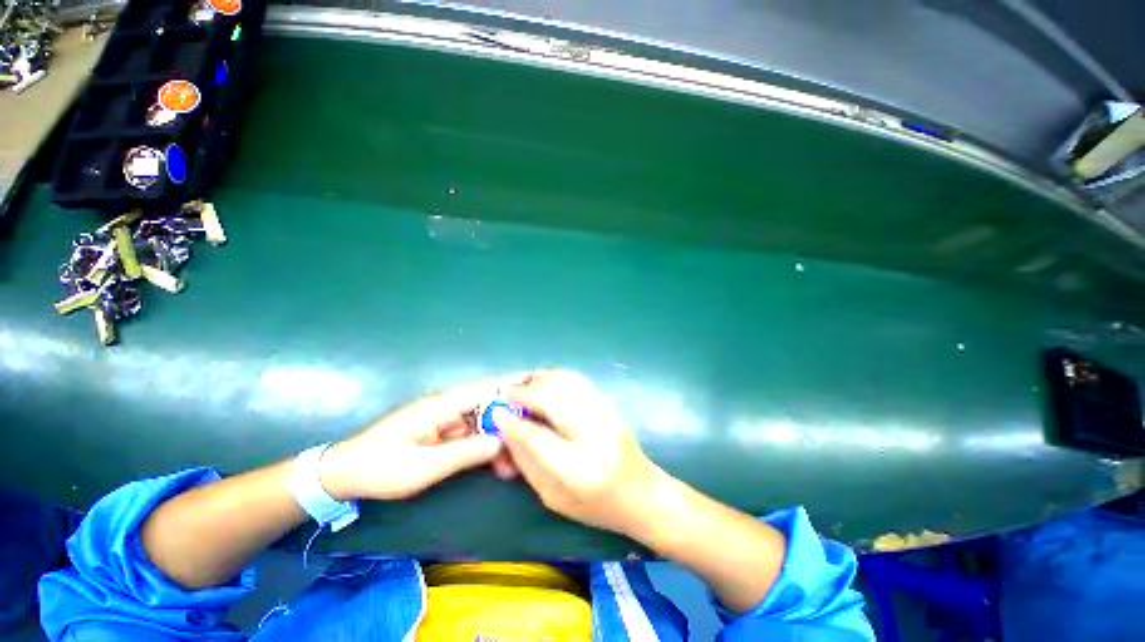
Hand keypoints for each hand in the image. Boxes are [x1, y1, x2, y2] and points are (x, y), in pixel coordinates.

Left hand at [320, 375, 522, 500]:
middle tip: (532, 431)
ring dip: (497, 436)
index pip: (485, 388)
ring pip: (480, 422)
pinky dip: (483, 445)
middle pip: (487, 406)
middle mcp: (447, 406)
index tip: (536, 380)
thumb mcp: (425, 466)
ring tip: (516, 457)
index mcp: (443, 405)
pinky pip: (469, 435)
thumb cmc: (381, 468)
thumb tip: (502, 441)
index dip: (510, 383)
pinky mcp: (440, 433)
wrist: (343, 475)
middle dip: (509, 418)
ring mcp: (443, 420)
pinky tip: (497, 461)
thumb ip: (466, 452)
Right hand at [497, 370, 662, 536]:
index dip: (515, 424)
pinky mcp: (610, 407)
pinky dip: (561, 376)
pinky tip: (548, 378)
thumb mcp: (555, 498)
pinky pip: (582, 382)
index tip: (497, 413)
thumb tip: (509, 433)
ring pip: (569, 386)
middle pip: (554, 403)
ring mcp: (606, 417)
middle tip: (508, 392)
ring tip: (525, 382)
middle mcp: (594, 437)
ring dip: (543, 380)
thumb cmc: (597, 506)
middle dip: (526, 394)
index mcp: (579, 470)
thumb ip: (529, 466)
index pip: (539, 438)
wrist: (642, 493)